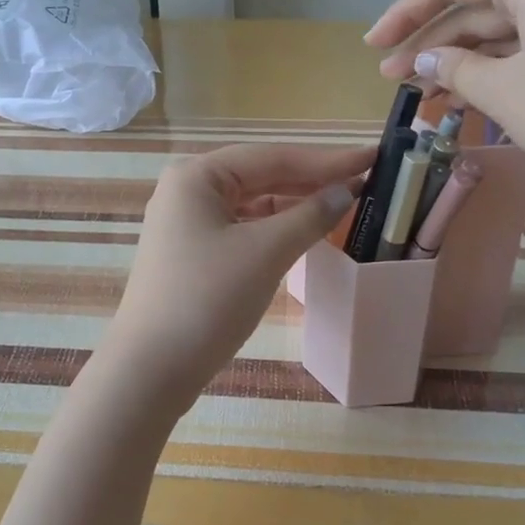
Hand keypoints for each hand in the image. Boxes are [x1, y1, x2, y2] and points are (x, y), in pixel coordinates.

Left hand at [97, 142, 373, 414]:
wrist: (151, 369)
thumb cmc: (207, 299)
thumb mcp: (265, 252)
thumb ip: (309, 216)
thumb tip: (345, 192)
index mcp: (197, 176)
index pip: (272, 157)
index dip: (326, 159)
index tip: (373, 156)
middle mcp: (187, 190)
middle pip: (260, 176)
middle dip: (312, 179)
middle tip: (366, 178)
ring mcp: (187, 223)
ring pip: (252, 204)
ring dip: (294, 204)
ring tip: (342, 204)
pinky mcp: (192, 254)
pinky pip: (242, 229)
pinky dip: (274, 229)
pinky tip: (303, 233)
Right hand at [363, 0, 524, 211]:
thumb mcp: (504, 91)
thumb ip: (456, 69)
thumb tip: (427, 59)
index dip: (405, 11)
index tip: (373, 47)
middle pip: (478, 7)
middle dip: (432, 44)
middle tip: (394, 82)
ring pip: (504, 34)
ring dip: (461, 64)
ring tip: (425, 99)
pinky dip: (497, 74)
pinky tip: (471, 103)